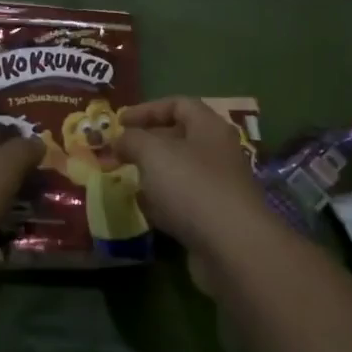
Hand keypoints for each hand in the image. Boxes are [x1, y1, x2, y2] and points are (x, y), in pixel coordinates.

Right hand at [116, 97, 272, 252]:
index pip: (178, 104)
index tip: (120, 122)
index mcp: (209, 127)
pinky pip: (183, 201)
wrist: (232, 247)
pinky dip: (163, 202)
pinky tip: (145, 209)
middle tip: (119, 152)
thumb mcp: (153, 153)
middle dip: (146, 143)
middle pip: (179, 137)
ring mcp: (218, 187)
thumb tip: (120, 140)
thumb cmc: (191, 186)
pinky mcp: (215, 218)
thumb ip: (132, 140)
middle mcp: (217, 152)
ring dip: (153, 174)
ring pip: (180, 171)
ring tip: (126, 178)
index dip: (147, 109)